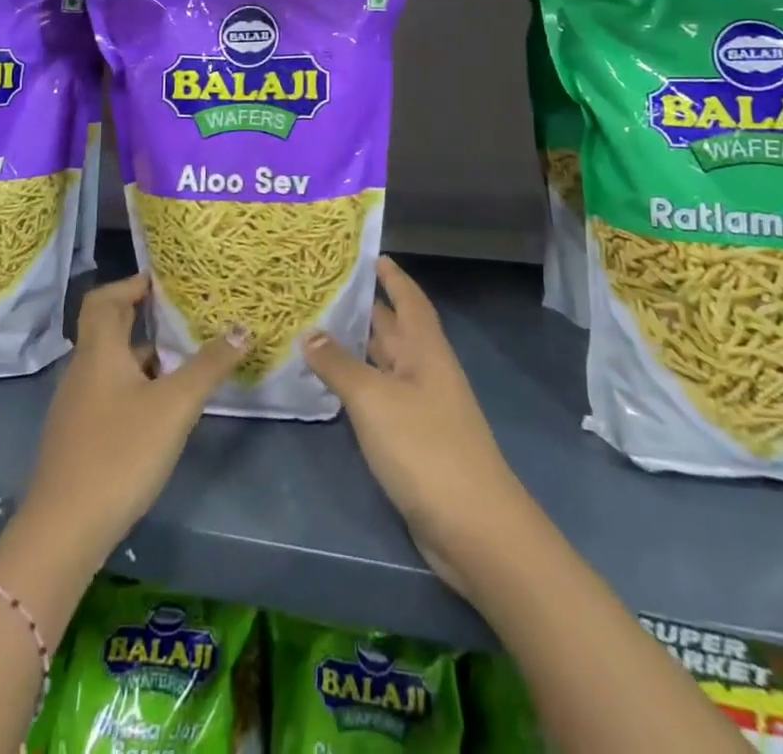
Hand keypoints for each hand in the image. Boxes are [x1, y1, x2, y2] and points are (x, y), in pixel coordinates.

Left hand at [19, 273, 247, 563]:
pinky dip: (135, 386)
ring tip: (183, 360)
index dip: (131, 284)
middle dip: (143, 317)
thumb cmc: (120, 452)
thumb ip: (209, 365)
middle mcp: (83, 370)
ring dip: (143, 355)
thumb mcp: (174, 406)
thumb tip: (242, 328)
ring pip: (111, 364)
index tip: (165, 283)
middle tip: (183, 314)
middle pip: (108, 328)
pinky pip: (109, 393)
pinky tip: (161, 409)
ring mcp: (77, 406)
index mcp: (99, 351)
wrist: (64, 530)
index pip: (104, 298)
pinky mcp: (79, 436)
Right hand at [304, 256, 531, 600]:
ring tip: (317, 328)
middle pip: (394, 329)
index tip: (372, 255)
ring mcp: (422, 407)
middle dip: (365, 309)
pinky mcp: (414, 440)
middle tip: (325, 288)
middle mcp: (425, 371)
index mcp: (425, 350)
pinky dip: (358, 385)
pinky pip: (381, 397)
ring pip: (385, 364)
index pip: (409, 300)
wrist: (473, 527)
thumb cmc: (425, 448)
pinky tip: (333, 385)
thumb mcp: (374, 399)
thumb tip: (309, 332)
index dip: (393, 277)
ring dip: (357, 347)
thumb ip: (339, 364)